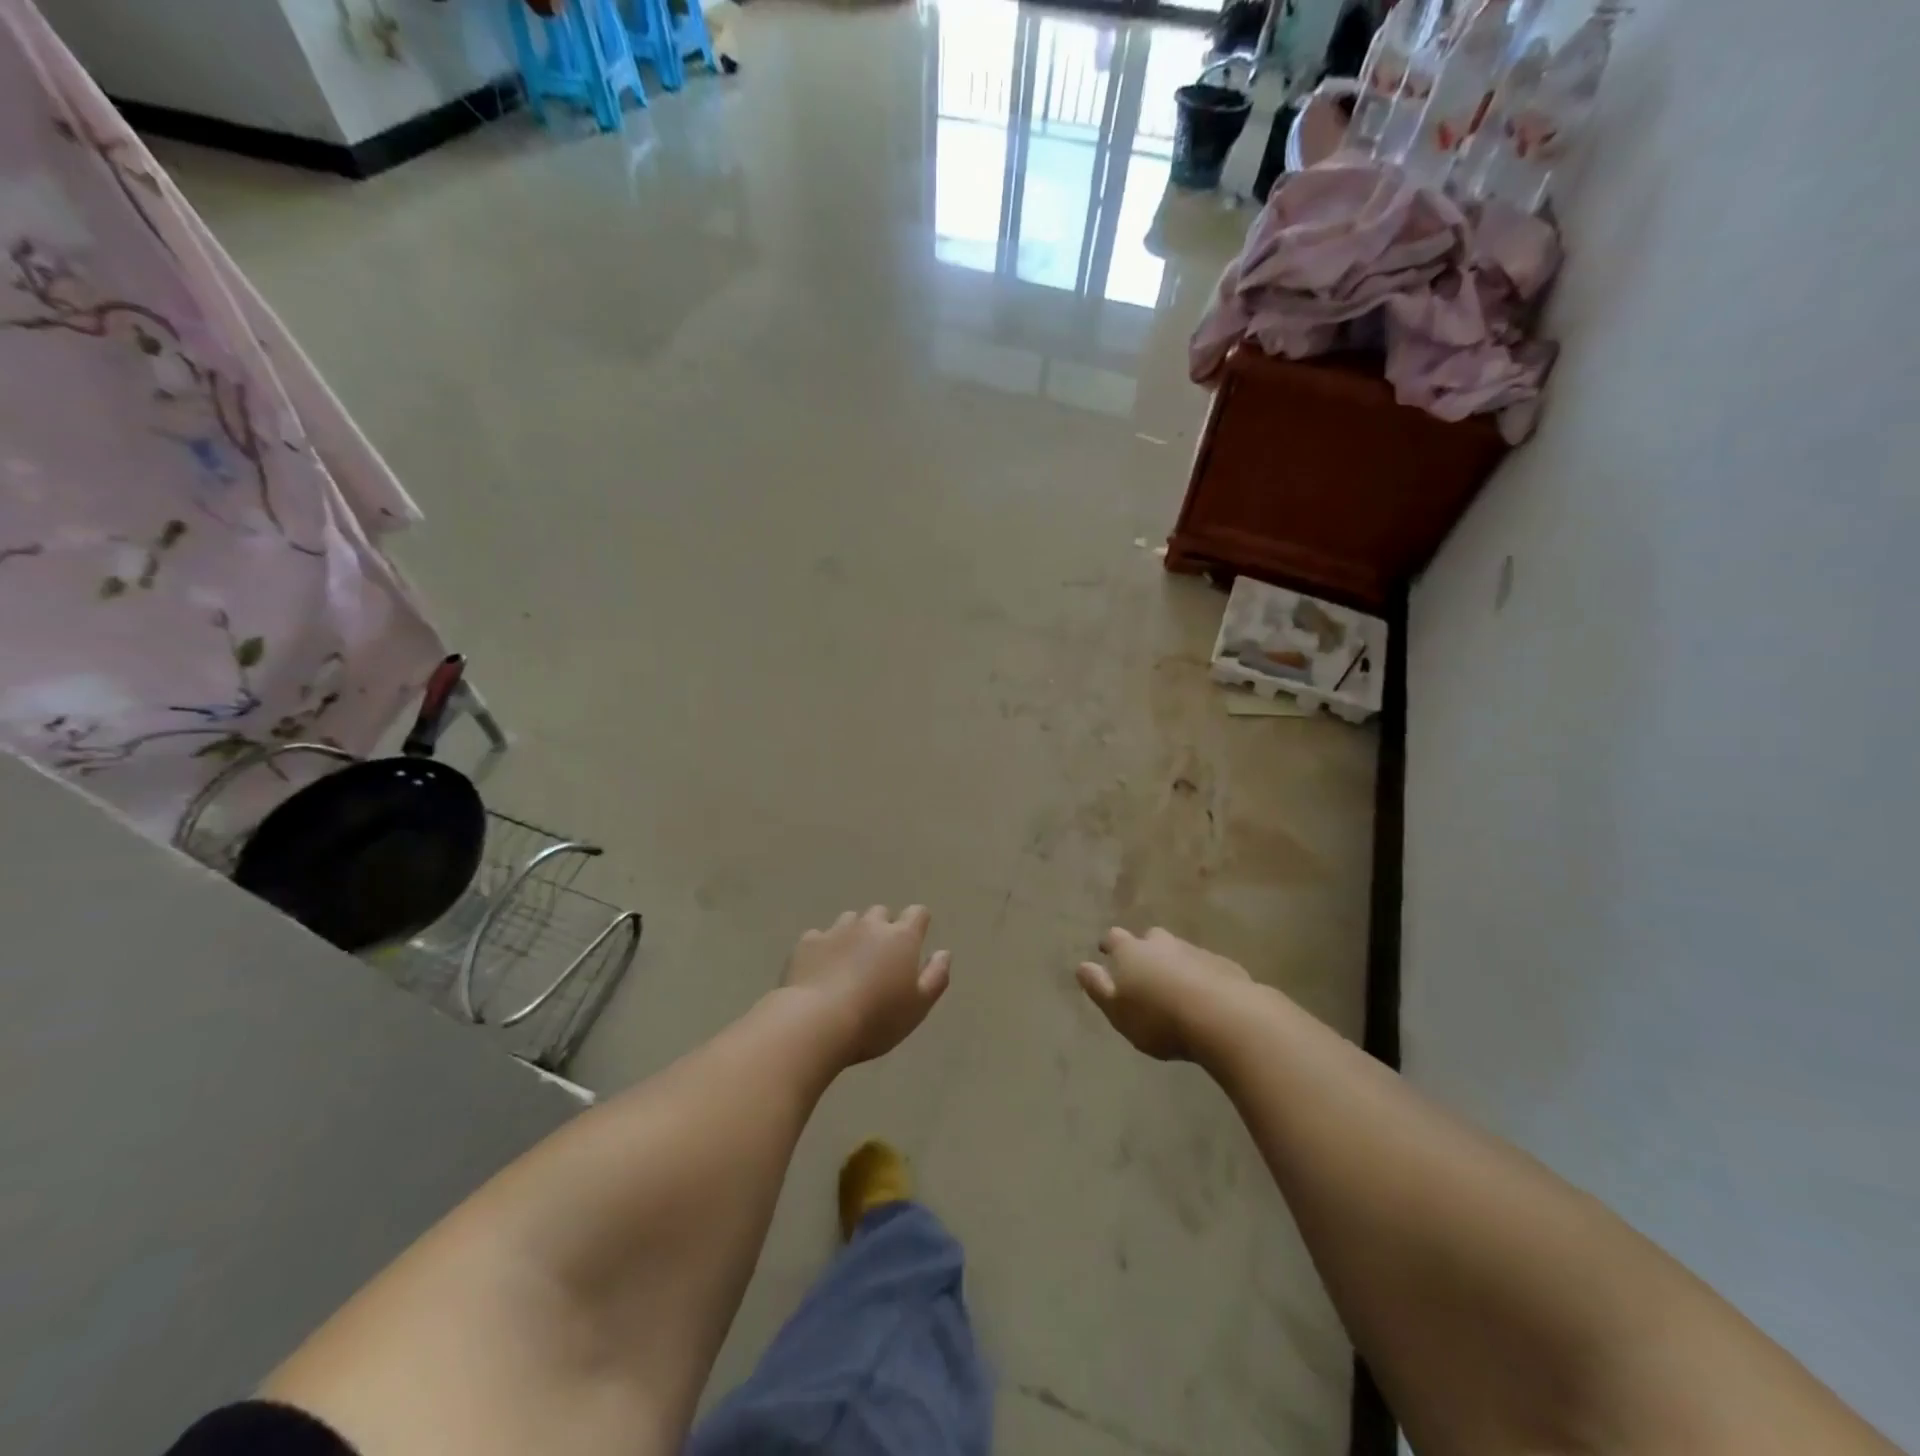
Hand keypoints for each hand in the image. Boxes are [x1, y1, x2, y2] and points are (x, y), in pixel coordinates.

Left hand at [783, 905, 950, 1064]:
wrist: (817, 1022)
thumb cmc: (876, 1019)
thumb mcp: (918, 1006)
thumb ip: (936, 976)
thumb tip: (943, 952)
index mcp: (901, 938)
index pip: (917, 913)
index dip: (918, 922)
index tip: (916, 937)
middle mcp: (870, 926)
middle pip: (881, 913)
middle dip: (884, 928)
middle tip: (881, 956)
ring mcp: (836, 931)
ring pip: (850, 920)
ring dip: (854, 933)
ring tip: (850, 960)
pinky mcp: (808, 943)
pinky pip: (820, 936)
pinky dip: (824, 947)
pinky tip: (821, 969)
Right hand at [1076, 926, 1251, 1060]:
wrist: (1223, 1018)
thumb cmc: (1159, 1018)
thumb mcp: (1117, 1010)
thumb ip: (1097, 987)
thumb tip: (1081, 966)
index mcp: (1131, 952)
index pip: (1114, 938)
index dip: (1109, 945)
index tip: (1105, 951)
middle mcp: (1162, 944)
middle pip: (1150, 938)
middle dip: (1145, 949)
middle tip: (1144, 968)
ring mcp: (1195, 952)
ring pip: (1179, 951)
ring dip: (1175, 963)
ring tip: (1175, 986)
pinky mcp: (1224, 966)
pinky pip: (1206, 967)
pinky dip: (1201, 976)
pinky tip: (1205, 996)